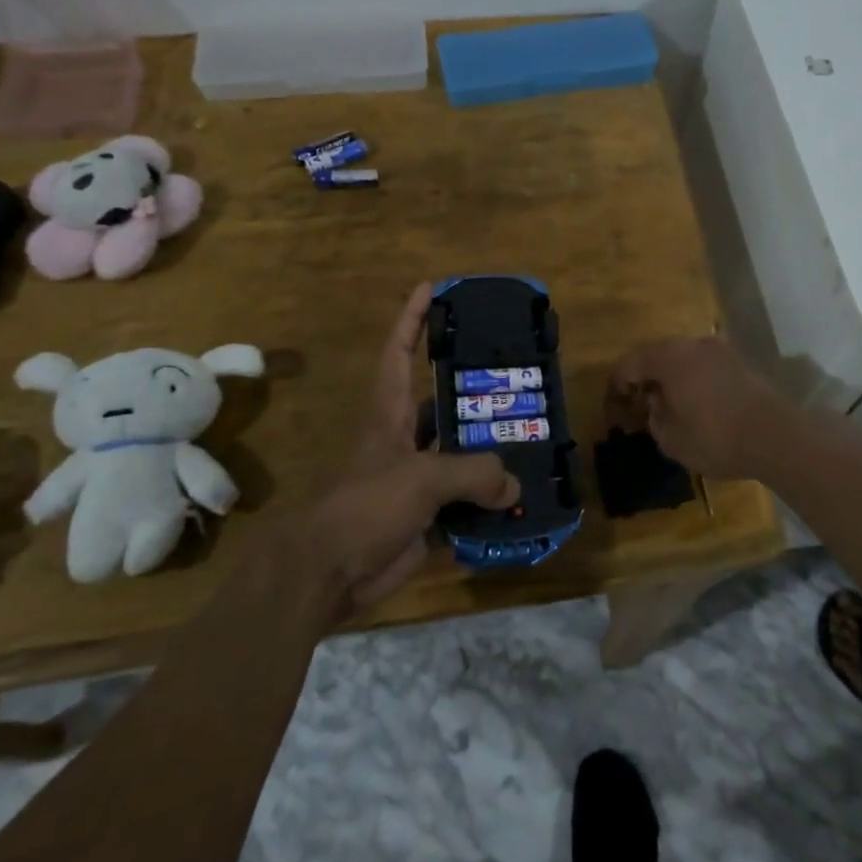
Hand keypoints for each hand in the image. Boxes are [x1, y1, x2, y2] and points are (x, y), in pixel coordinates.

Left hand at [291, 284, 517, 617]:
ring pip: (461, 453)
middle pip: (443, 402)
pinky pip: (467, 500)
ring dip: (491, 449)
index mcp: (390, 413)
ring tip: (534, 435)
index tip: (431, 288)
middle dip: (476, 388)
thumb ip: (473, 473)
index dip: (412, 319)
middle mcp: (405, 438)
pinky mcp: (427, 516)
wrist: (327, 574)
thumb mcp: (421, 478)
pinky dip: (492, 501)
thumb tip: (512, 485)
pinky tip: (523, 497)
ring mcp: (416, 477)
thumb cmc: (365, 506)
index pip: (400, 353)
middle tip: (518, 375)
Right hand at [607, 336, 796, 480]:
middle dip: (645, 377)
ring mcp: (720, 350)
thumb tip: (656, 404)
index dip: (618, 383)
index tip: (615, 403)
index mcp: (668, 357)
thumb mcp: (672, 439)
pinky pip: (705, 366)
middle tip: (640, 402)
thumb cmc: (715, 437)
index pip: (630, 363)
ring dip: (672, 377)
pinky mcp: (740, 362)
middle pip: (657, 355)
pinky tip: (698, 403)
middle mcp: (692, 344)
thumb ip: (655, 418)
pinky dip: (694, 379)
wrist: (776, 436)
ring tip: (670, 404)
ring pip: (684, 358)